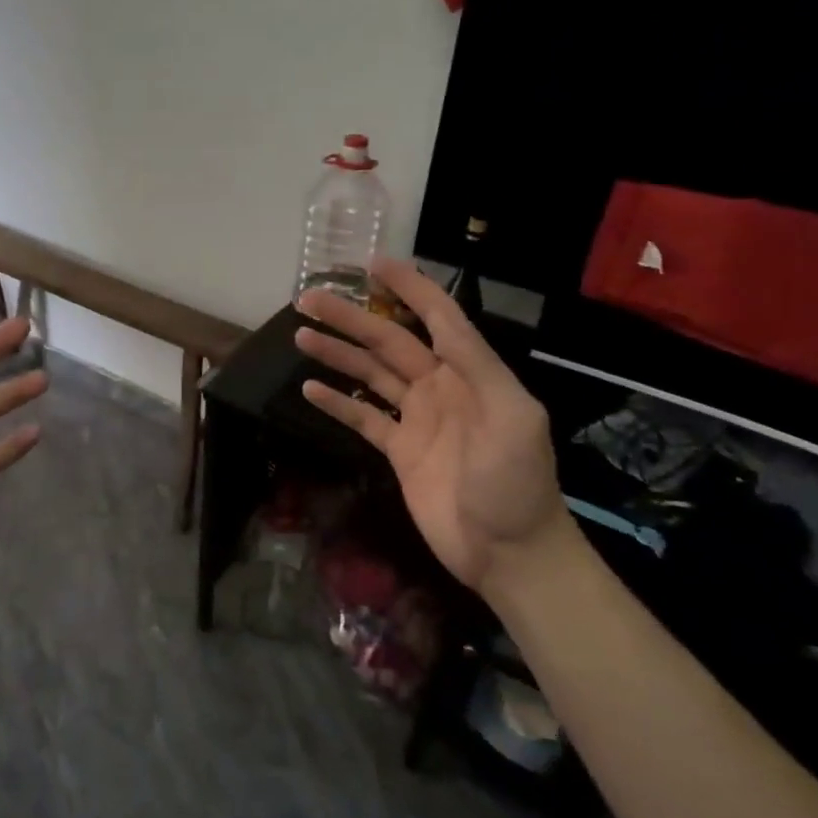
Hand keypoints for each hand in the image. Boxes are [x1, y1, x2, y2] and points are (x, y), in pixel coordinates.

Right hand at [294, 257, 569, 594]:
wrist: (508, 553)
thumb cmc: (516, 484)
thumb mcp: (513, 419)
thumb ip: (478, 367)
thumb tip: (440, 323)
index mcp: (471, 374)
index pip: (437, 318)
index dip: (409, 288)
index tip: (374, 264)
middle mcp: (440, 388)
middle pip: (389, 342)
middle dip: (352, 318)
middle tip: (309, 298)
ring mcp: (417, 419)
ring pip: (371, 374)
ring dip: (338, 354)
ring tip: (301, 335)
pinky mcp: (398, 451)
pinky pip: (363, 417)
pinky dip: (337, 402)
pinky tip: (311, 388)